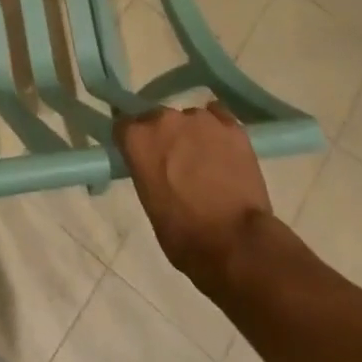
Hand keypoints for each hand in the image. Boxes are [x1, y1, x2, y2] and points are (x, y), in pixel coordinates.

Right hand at [115, 103, 277, 296]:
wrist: (237, 244)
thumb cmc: (184, 234)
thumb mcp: (149, 201)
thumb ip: (146, 169)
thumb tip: (155, 165)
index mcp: (138, 138)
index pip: (125, 126)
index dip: (134, 142)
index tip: (141, 156)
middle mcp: (165, 119)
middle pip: (157, 119)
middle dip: (163, 137)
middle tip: (175, 163)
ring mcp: (201, 119)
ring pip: (190, 119)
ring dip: (192, 135)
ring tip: (206, 162)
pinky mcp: (232, 127)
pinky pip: (219, 117)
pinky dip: (218, 131)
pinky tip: (223, 150)